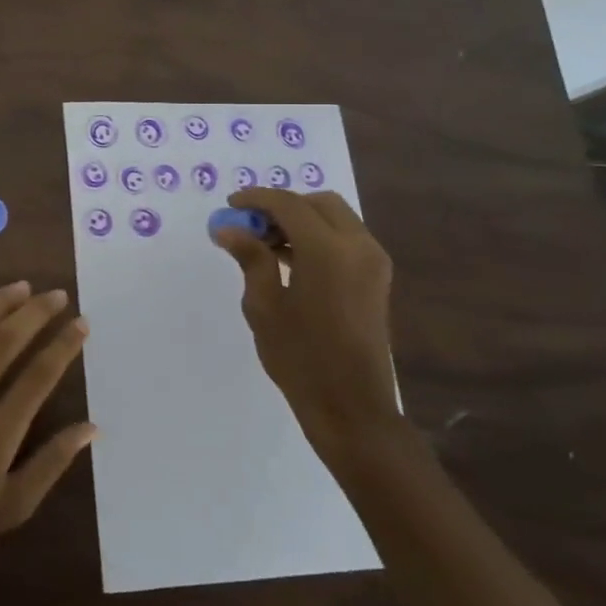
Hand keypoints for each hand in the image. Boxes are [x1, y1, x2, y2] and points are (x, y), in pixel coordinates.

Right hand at [213, 188, 400, 470]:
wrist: (351, 406)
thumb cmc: (300, 357)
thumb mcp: (263, 306)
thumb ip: (250, 258)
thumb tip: (228, 228)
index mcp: (328, 251)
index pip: (288, 205)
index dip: (256, 199)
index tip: (230, 205)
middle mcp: (357, 246)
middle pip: (318, 203)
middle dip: (282, 206)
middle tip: (250, 225)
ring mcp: (373, 262)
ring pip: (334, 218)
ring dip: (300, 220)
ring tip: (264, 245)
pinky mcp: (376, 278)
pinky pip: (345, 238)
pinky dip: (317, 236)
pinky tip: (289, 260)